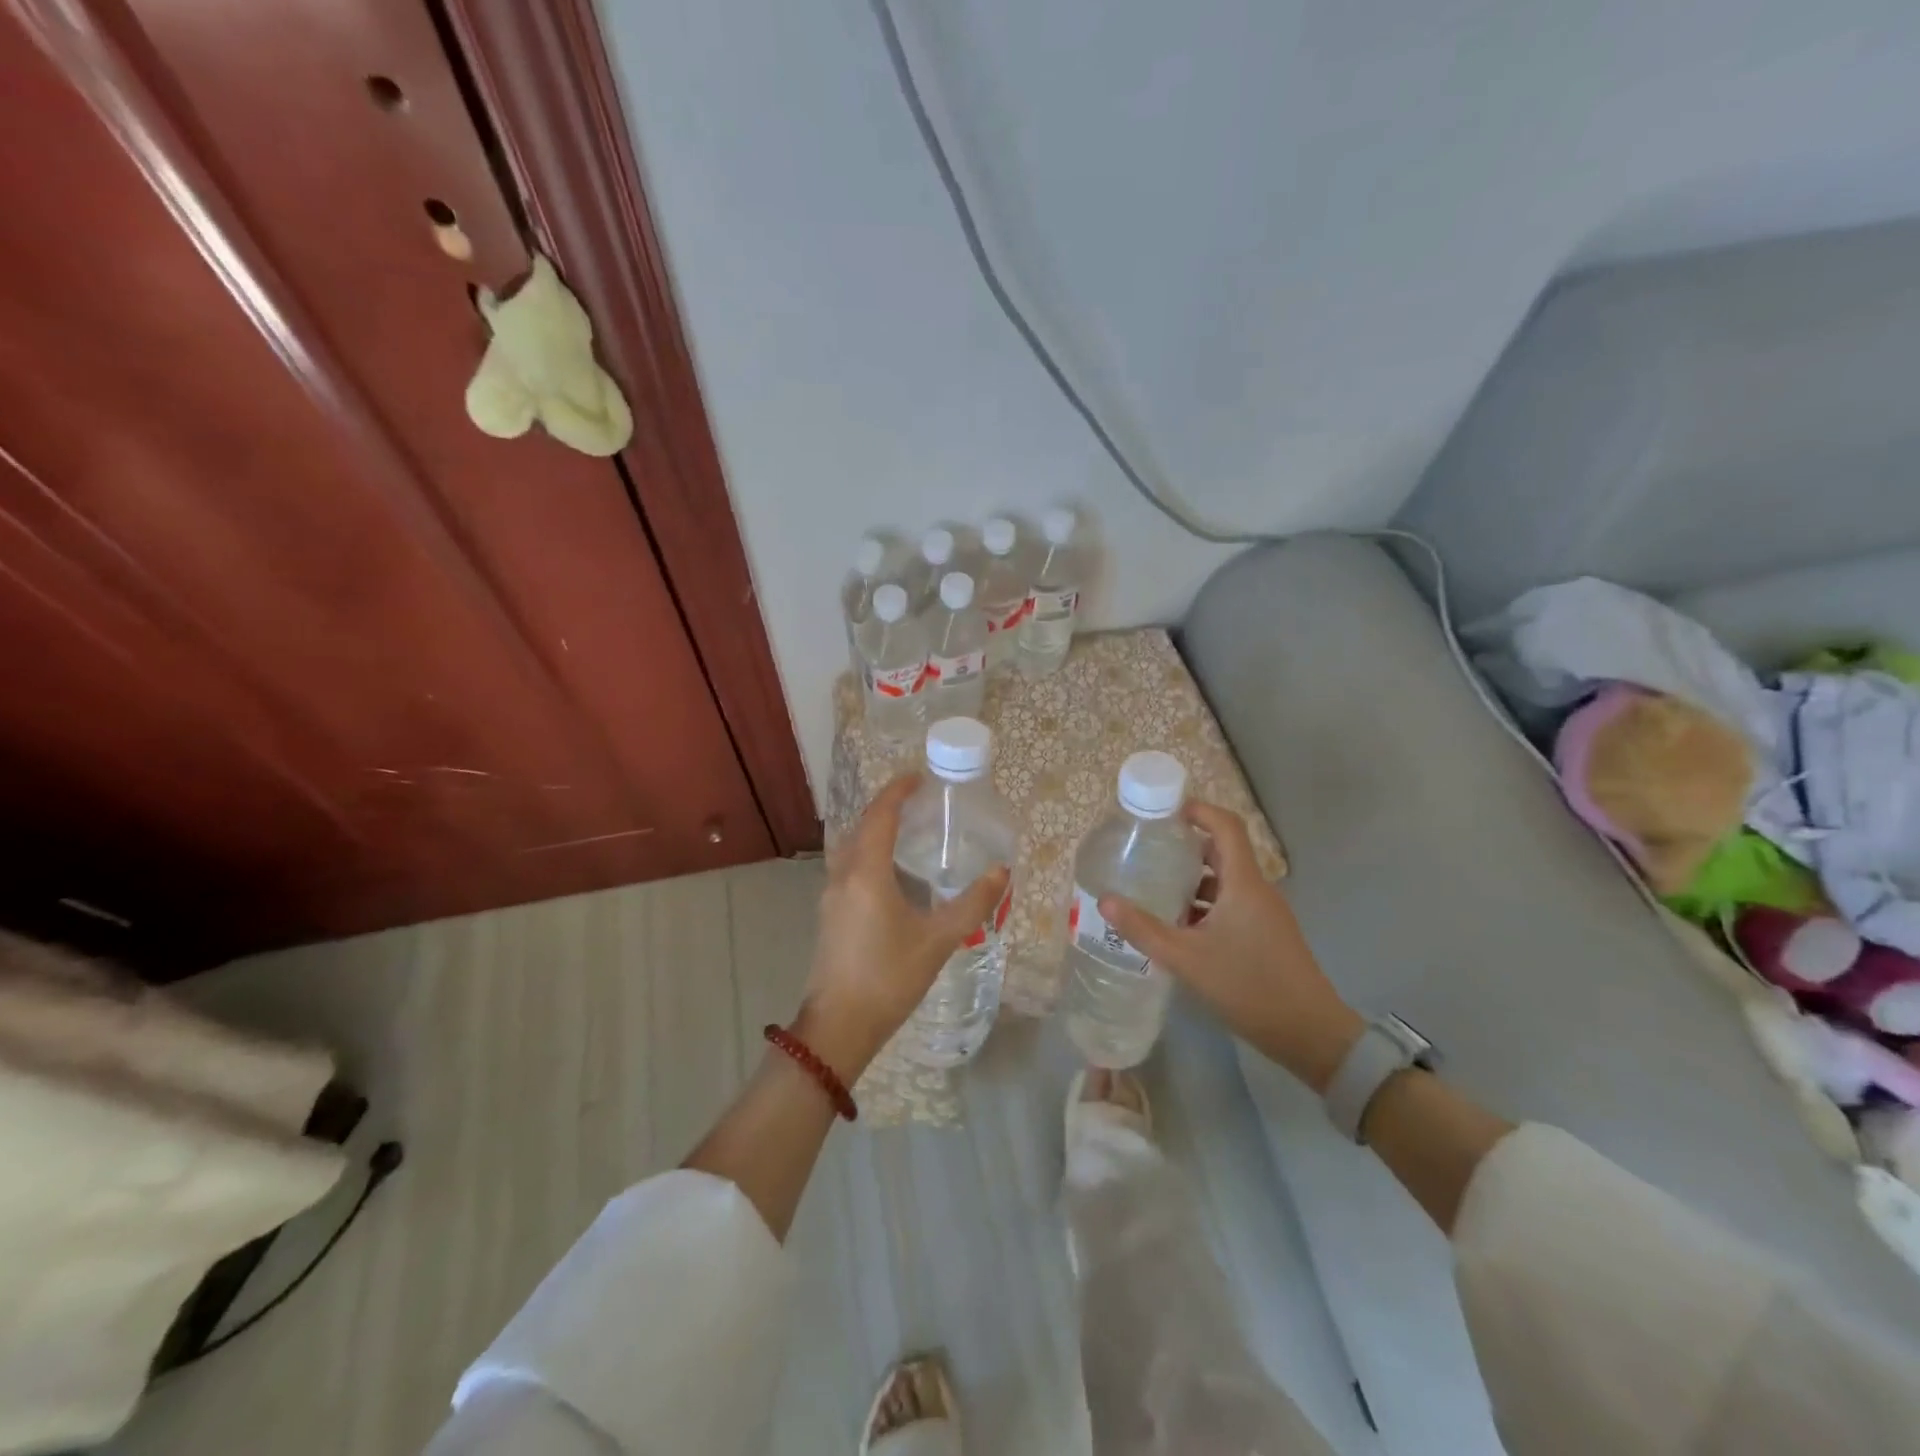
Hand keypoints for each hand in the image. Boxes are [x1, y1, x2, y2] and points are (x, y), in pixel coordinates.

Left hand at [797, 773, 1010, 1081]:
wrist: (840, 1025)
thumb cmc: (890, 977)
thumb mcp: (939, 940)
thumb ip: (973, 903)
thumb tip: (1003, 872)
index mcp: (866, 873)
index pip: (879, 815)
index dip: (897, 792)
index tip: (918, 778)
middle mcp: (843, 875)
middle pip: (862, 826)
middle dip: (886, 808)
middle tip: (918, 802)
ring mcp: (830, 895)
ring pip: (851, 847)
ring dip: (874, 831)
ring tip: (906, 832)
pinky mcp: (829, 914)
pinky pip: (848, 867)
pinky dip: (868, 853)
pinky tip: (890, 873)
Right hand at [1099, 801, 1363, 1091]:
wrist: (1310, 1034)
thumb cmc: (1248, 987)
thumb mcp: (1186, 959)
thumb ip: (1143, 929)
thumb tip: (1105, 901)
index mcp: (1243, 883)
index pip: (1226, 826)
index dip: (1198, 811)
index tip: (1164, 812)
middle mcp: (1257, 890)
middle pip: (1222, 852)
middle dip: (1186, 847)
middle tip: (1148, 850)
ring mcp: (1265, 913)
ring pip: (1225, 882)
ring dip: (1192, 881)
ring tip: (1154, 888)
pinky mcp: (1266, 934)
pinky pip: (1231, 904)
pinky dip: (1204, 905)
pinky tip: (1178, 927)